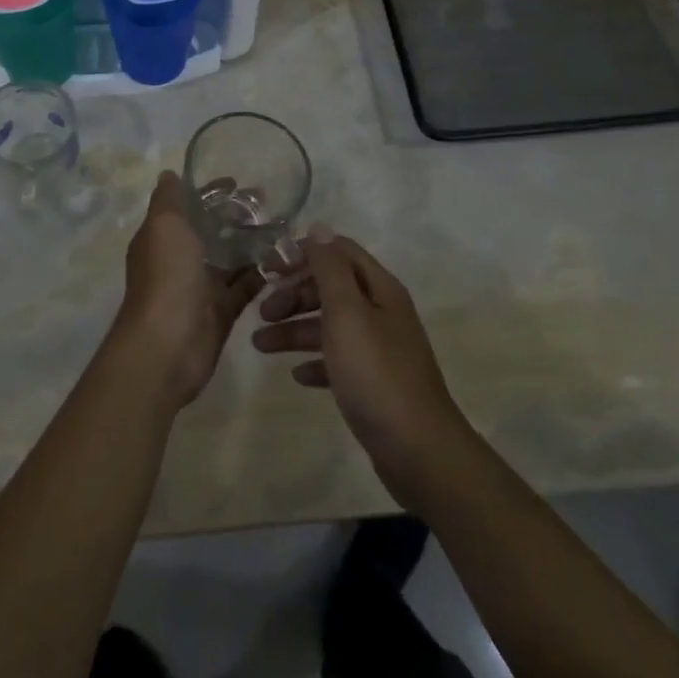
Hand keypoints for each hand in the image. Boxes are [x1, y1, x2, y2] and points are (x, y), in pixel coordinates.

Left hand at [109, 172, 263, 411]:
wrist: (168, 345)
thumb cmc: (166, 277)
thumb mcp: (164, 226)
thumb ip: (168, 199)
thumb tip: (169, 175)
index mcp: (162, 238)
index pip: (187, 207)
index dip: (210, 193)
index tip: (238, 182)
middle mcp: (179, 259)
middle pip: (212, 231)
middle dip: (236, 216)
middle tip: (269, 203)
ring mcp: (201, 286)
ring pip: (231, 258)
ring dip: (252, 243)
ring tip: (284, 227)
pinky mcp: (222, 310)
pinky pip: (245, 287)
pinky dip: (262, 275)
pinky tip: (284, 259)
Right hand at [252, 229, 471, 508]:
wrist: (418, 449)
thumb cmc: (376, 374)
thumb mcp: (347, 314)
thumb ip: (330, 270)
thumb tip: (319, 227)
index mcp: (379, 289)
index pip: (338, 252)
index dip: (303, 254)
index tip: (268, 269)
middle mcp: (381, 312)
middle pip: (331, 288)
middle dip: (294, 294)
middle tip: (262, 312)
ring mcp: (379, 348)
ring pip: (330, 325)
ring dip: (295, 329)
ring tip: (260, 345)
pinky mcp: (374, 382)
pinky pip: (338, 361)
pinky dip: (315, 361)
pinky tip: (297, 375)